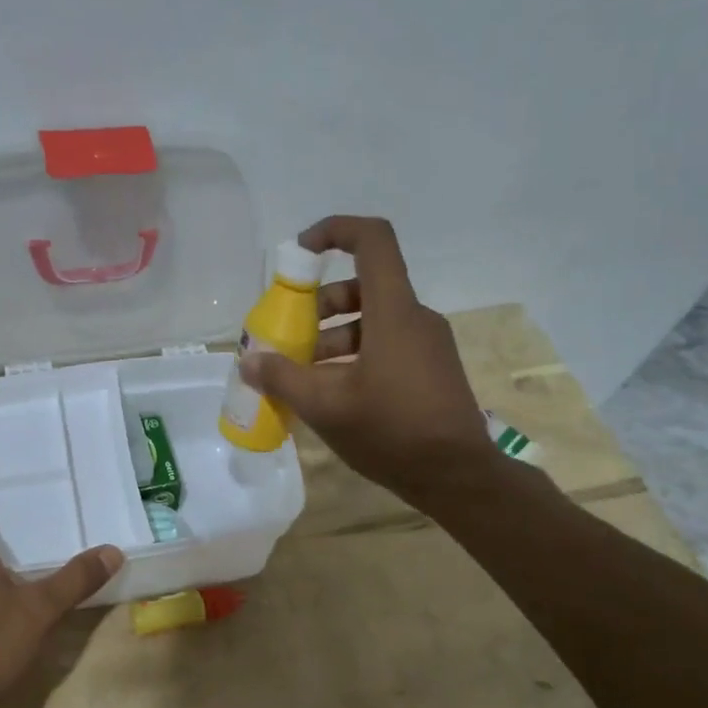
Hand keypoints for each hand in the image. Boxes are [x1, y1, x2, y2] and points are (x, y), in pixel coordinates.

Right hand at [242, 215, 496, 502]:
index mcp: (393, 312)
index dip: (334, 231)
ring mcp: (427, 344)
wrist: (458, 477)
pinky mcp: (431, 368)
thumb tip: (249, 361)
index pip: (372, 240)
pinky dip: (355, 356)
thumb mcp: (326, 407)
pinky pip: (387, 345)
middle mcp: (414, 317)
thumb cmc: (392, 431)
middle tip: (291, 339)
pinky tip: (334, 395)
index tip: (300, 252)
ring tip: (305, 377)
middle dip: (319, 306)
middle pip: (362, 287)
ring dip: (333, 338)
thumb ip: (283, 379)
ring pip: (372, 321)